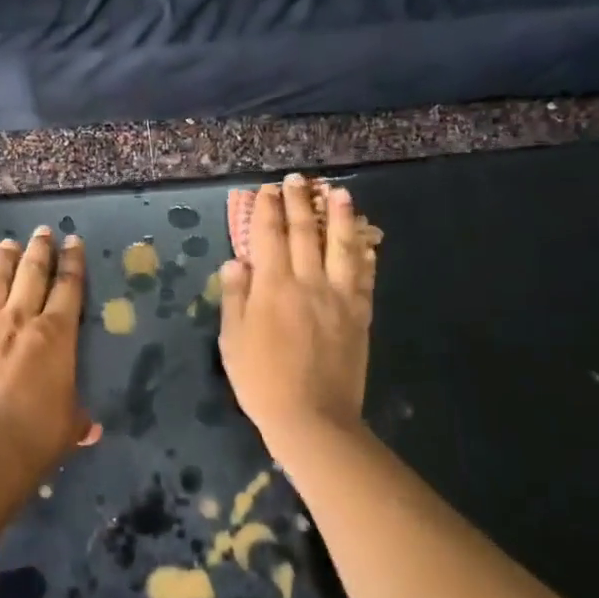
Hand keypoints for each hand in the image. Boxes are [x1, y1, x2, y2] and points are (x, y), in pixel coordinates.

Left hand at [0, 227, 98, 471]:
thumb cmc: (36, 436)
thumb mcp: (67, 426)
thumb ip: (77, 419)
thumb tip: (90, 429)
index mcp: (56, 335)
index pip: (69, 288)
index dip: (73, 262)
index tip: (73, 242)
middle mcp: (19, 320)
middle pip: (32, 274)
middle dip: (40, 250)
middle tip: (42, 232)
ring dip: (2, 261)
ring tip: (7, 245)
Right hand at [219, 175, 377, 443]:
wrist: (312, 417)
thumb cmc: (261, 381)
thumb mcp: (232, 340)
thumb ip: (235, 296)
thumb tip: (237, 261)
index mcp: (272, 286)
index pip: (268, 235)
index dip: (267, 209)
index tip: (267, 190)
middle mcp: (307, 281)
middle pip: (304, 232)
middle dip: (299, 202)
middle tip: (298, 180)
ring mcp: (338, 296)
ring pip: (341, 246)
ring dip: (339, 217)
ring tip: (339, 193)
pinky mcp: (359, 314)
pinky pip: (364, 277)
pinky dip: (364, 255)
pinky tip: (366, 243)